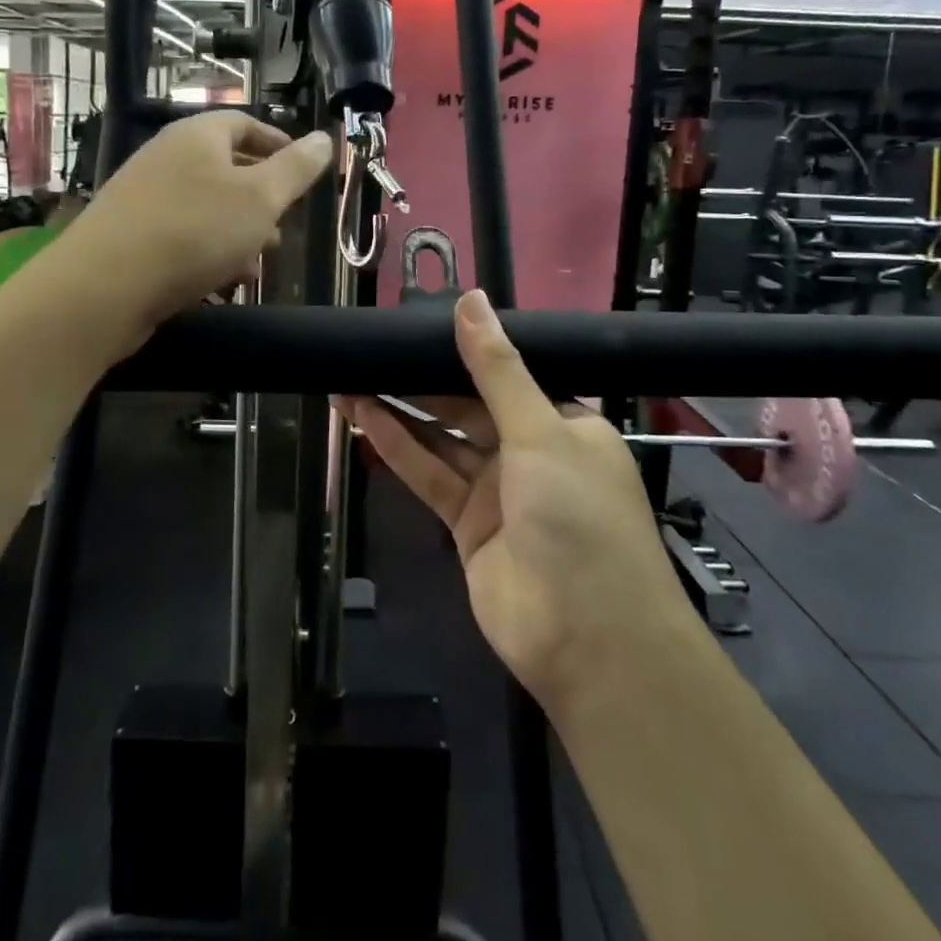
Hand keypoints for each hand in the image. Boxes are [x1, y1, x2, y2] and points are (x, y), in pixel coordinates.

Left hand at [62, 111, 333, 342]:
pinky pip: (182, 236)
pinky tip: (223, 283)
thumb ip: (296, 169)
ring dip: (238, 232)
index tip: (303, 172)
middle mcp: (167, 158)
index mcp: (197, 136)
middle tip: (285, 225)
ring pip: (206, 208)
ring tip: (258, 262)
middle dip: (261, 199)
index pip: (244, 124)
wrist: (105, 286)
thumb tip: (324, 139)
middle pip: (225, 168)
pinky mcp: (131, 236)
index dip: (278, 144)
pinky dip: (208, 253)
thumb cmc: (194, 230)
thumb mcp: (260, 198)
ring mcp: (144, 198)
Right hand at [341, 291, 699, 709]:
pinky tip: (363, 415)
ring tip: (352, 375)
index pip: (508, 375)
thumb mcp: (541, 431)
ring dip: (400, 409)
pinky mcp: (467, 525)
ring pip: (441, 439)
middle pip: (468, 405)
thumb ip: (497, 369)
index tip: (420, 324)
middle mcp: (531, 452)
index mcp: (564, 423)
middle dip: (422, 379)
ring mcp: (497, 491)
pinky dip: (397, 447)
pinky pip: (429, 475)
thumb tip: (471, 300)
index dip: (465, 351)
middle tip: (373, 348)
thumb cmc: (578, 518)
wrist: (588, 640)